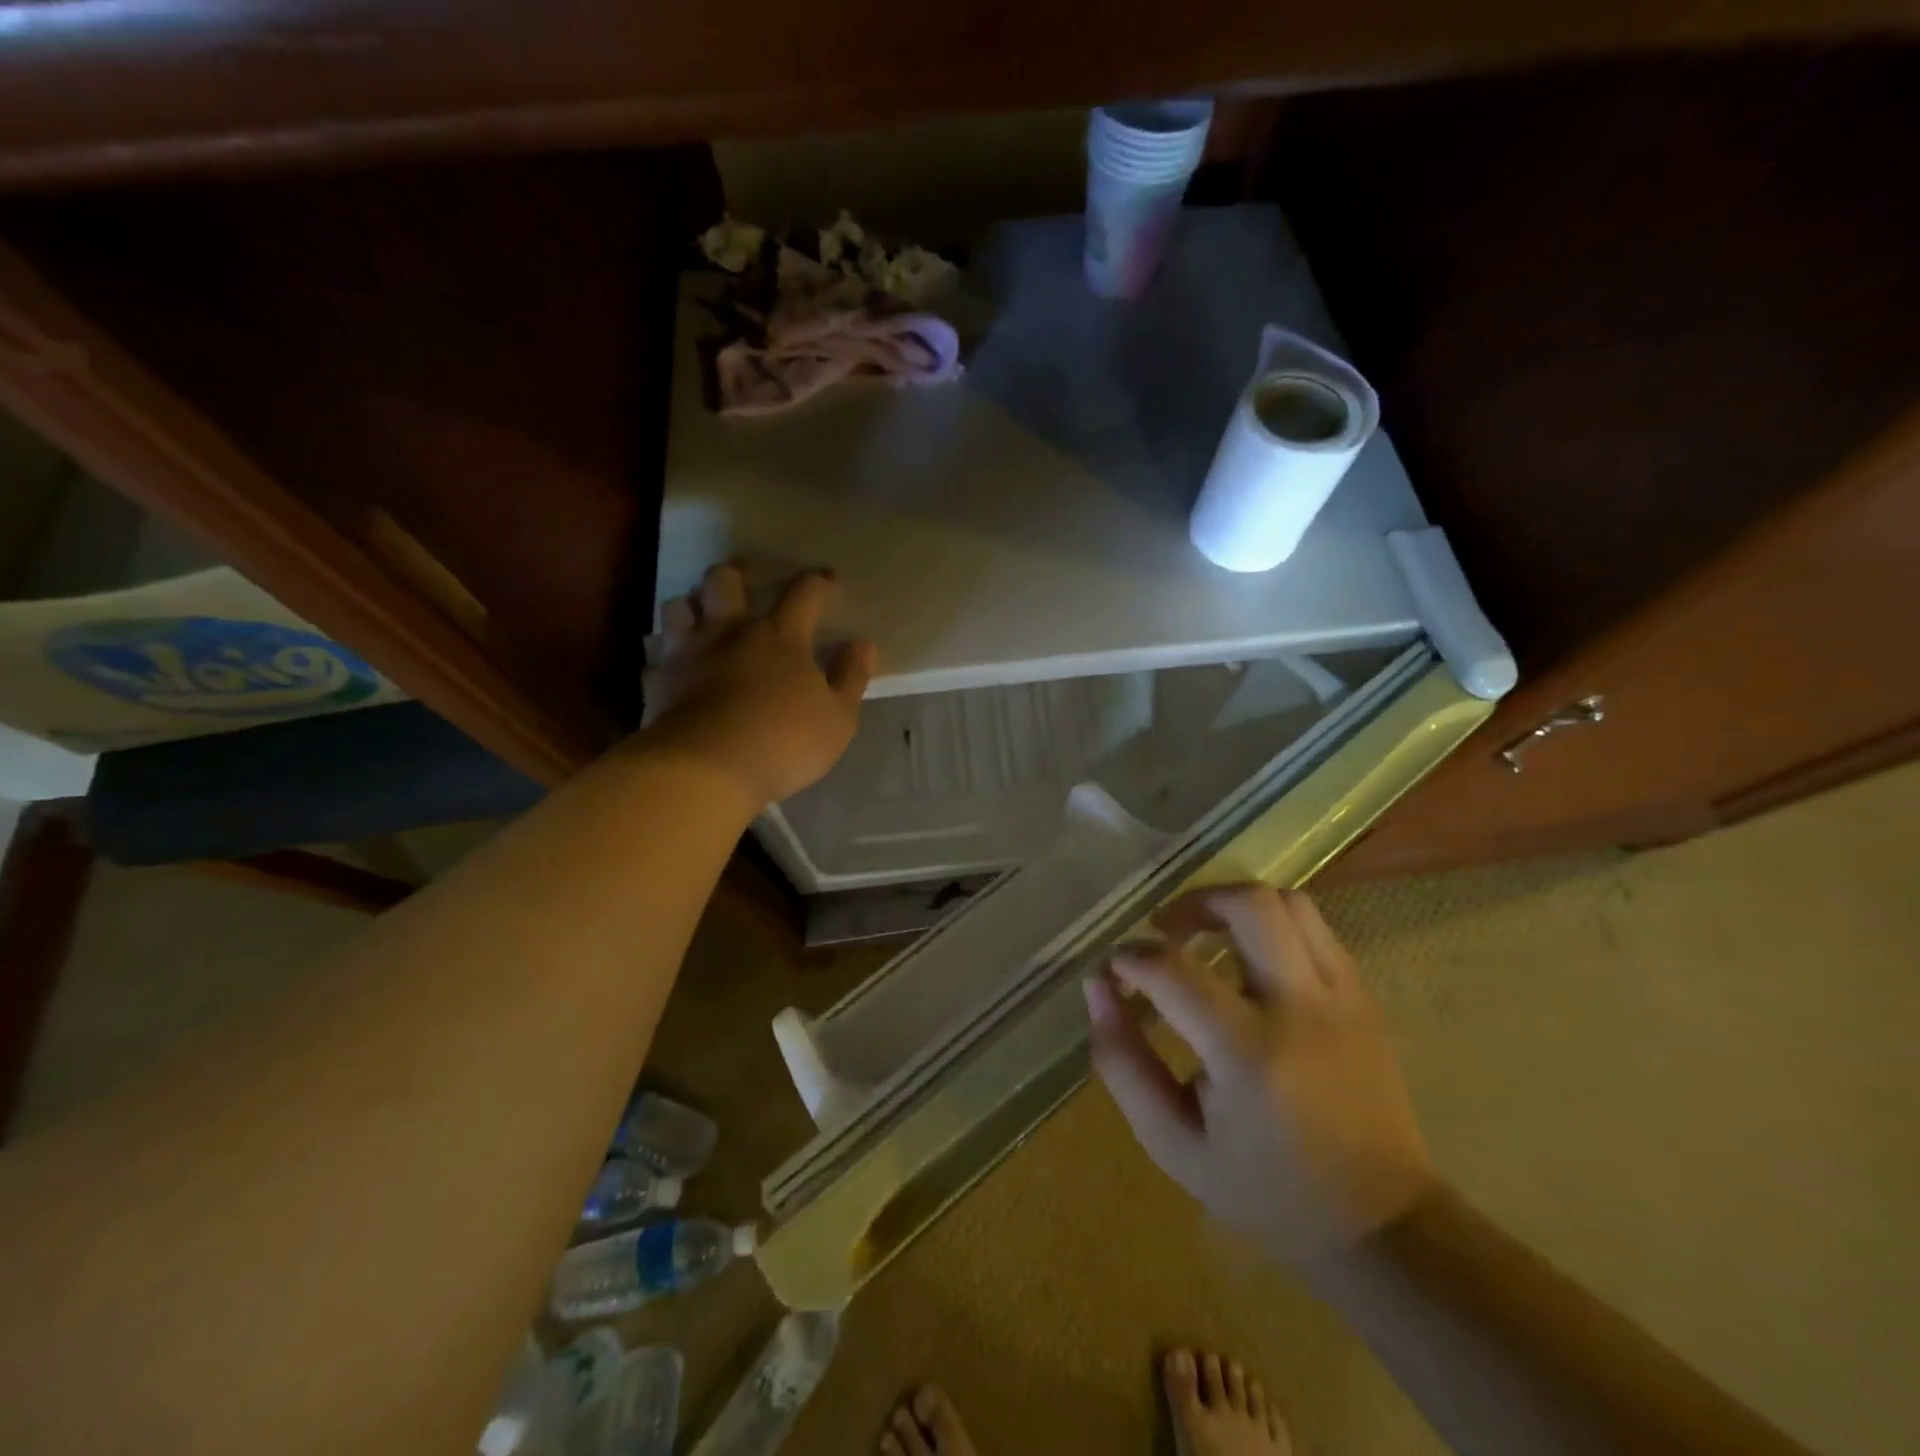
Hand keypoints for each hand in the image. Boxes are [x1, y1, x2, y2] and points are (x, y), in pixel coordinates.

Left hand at [642, 564, 876, 806]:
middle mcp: (729, 632)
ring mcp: (687, 653)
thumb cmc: (783, 742)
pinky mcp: (657, 681)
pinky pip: (657, 656)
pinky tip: (673, 666)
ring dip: (691, 603)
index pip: (803, 593)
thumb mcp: (837, 718)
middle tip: (741, 575)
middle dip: (735, 573)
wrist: (705, 769)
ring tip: (698, 612)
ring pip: (678, 607)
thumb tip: (862, 644)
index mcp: (780, 637)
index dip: (818, 582)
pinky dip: (666, 655)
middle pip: (724, 581)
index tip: (826, 580)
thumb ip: (850, 678)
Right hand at [1085, 883, 1439, 1264]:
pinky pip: (1315, 930)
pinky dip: (1272, 927)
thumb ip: (1122, 1063)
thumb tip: (1098, 989)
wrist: (1381, 1229)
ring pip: (1289, 904)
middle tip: (1164, 930)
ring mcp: (1343, 998)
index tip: (1114, 972)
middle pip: (1249, 905)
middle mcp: (1302, 1009)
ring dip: (1235, 906)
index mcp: (1249, 1053)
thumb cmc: (1266, 1192)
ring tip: (1206, 935)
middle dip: (1193, 903)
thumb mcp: (1172, 1143)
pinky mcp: (1365, 999)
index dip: (1131, 959)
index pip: (1174, 970)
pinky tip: (1249, 962)